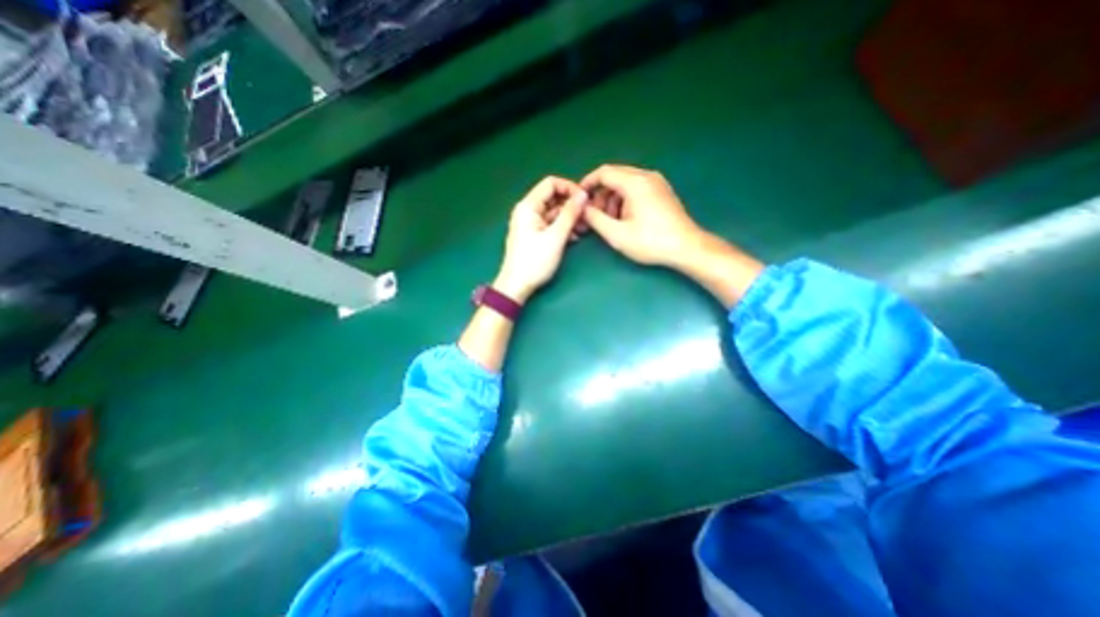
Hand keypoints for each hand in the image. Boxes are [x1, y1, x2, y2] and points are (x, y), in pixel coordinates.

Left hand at [494, 176, 588, 302]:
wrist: (516, 286)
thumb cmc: (535, 261)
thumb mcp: (556, 237)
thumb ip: (570, 214)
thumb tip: (583, 194)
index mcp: (528, 206)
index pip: (551, 184)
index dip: (570, 188)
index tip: (585, 200)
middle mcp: (527, 210)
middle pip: (553, 198)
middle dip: (571, 205)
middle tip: (588, 216)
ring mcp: (529, 223)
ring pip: (553, 212)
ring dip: (569, 218)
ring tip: (584, 229)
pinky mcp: (533, 235)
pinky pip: (550, 224)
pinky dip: (562, 227)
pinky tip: (574, 237)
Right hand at [576, 163, 766, 307]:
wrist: (686, 247)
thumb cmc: (650, 242)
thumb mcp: (617, 234)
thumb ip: (595, 219)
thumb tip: (583, 208)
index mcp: (635, 182)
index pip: (604, 172)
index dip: (587, 183)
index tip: (578, 198)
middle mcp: (646, 176)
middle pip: (615, 176)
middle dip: (600, 194)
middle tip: (594, 215)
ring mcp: (657, 182)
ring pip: (625, 182)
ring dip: (612, 198)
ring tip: (610, 221)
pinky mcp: (662, 191)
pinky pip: (636, 188)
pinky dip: (625, 199)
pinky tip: (625, 218)